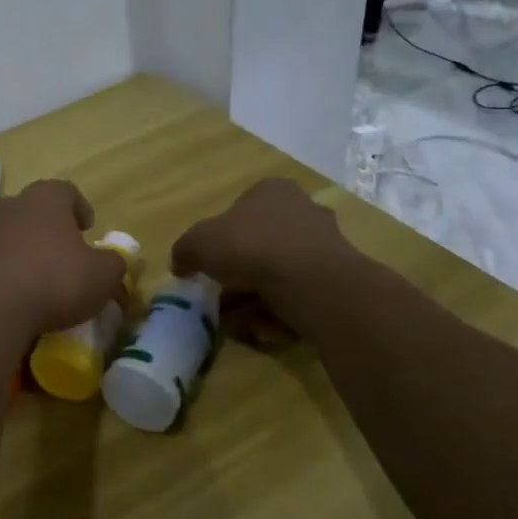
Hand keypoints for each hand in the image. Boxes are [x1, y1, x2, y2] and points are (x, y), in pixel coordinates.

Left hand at [0, 180, 126, 341]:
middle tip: (64, 251)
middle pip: (33, 208)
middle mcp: (11, 205)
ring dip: (23, 248)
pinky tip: (14, 295)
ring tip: (38, 276)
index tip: (88, 229)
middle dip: (48, 226)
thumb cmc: (54, 281)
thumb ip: (113, 263)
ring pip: (9, 232)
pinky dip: (4, 270)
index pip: (66, 191)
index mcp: (45, 198)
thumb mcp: (103, 276)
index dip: (80, 208)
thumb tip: (111, 260)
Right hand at [171, 179, 353, 309]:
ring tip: (239, 322)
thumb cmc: (251, 246)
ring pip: (277, 277)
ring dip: (254, 302)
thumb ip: (184, 251)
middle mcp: (302, 211)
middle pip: (258, 247)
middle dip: (238, 278)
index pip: (239, 211)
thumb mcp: (198, 243)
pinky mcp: (337, 280)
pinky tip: (266, 327)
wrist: (312, 283)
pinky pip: (298, 298)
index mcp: (271, 191)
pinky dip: (279, 314)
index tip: (208, 266)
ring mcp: (324, 246)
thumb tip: (180, 264)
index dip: (219, 240)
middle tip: (221, 300)